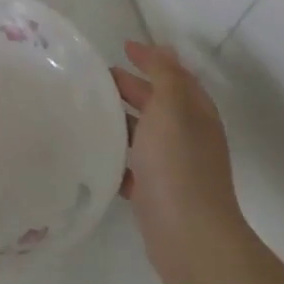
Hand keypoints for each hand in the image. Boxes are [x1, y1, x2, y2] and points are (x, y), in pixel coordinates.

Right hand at [113, 41, 247, 283]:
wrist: (188, 235)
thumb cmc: (178, 165)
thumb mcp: (172, 109)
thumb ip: (165, 76)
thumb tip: (164, 48)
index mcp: (195, 114)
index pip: (175, 77)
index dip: (152, 60)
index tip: (124, 47)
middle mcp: (188, 138)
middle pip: (158, 104)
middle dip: (132, 87)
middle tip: (98, 78)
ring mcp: (173, 168)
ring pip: (143, 135)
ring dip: (120, 121)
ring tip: (87, 111)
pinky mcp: (155, 194)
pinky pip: (132, 167)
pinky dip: (116, 157)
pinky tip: (93, 153)